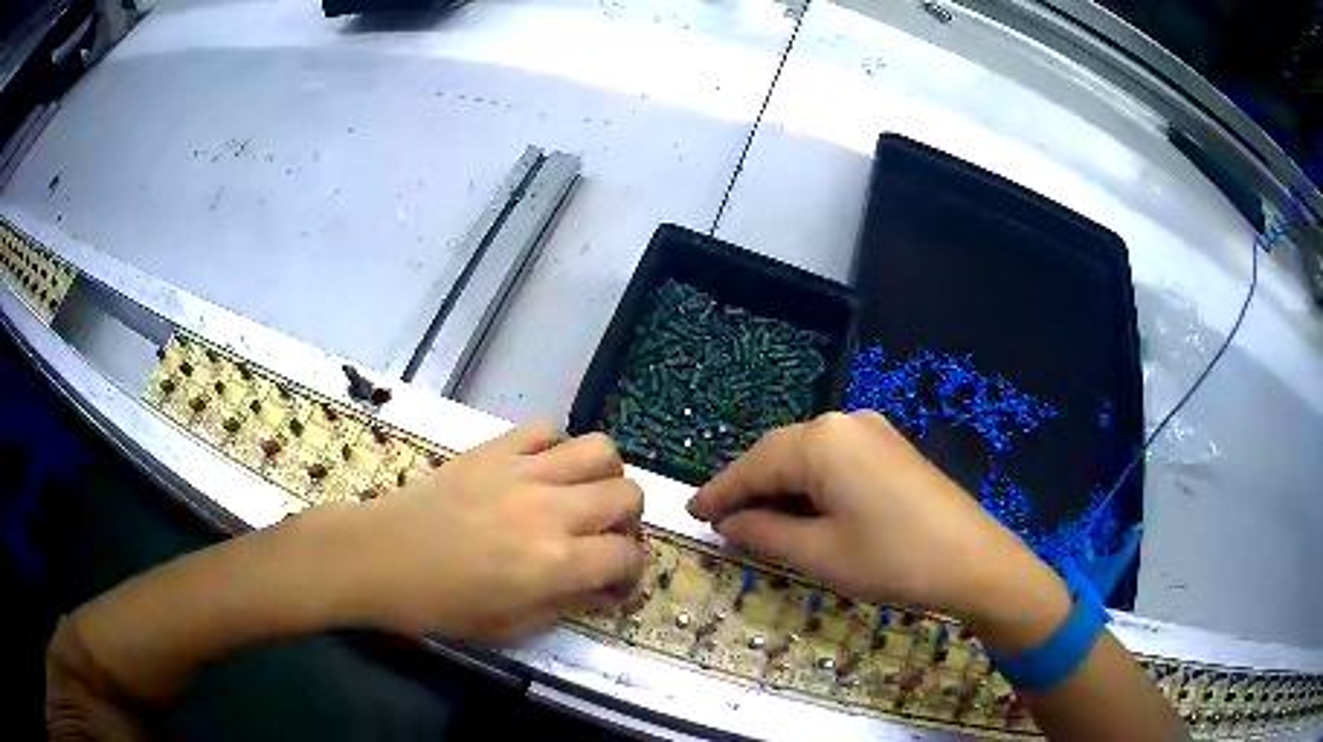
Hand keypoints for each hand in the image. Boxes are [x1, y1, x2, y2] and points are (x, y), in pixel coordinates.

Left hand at [317, 424, 645, 641]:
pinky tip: (541, 470)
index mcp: (556, 563)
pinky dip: (556, 447)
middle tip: (603, 537)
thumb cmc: (440, 605)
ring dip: (605, 475)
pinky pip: (546, 428)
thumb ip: (565, 605)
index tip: (613, 581)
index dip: (631, 571)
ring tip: (583, 495)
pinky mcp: (495, 448)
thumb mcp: (510, 626)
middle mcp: (552, 510)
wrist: (381, 557)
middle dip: (629, 521)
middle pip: (628, 495)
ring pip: (601, 449)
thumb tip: (599, 588)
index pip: (628, 555)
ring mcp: (524, 471)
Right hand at [687, 411, 1069, 645]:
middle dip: (748, 488)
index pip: (753, 465)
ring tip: (755, 520)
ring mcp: (871, 430)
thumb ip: (764, 534)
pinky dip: (809, 483)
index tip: (691, 512)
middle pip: (778, 454)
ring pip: (806, 455)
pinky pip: (834, 458)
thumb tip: (730, 522)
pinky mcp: (889, 446)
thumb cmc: (891, 560)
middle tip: (720, 521)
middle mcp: (844, 422)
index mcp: (821, 441)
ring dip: (778, 486)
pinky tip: (802, 507)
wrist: (973, 560)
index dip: (719, 492)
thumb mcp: (819, 554)